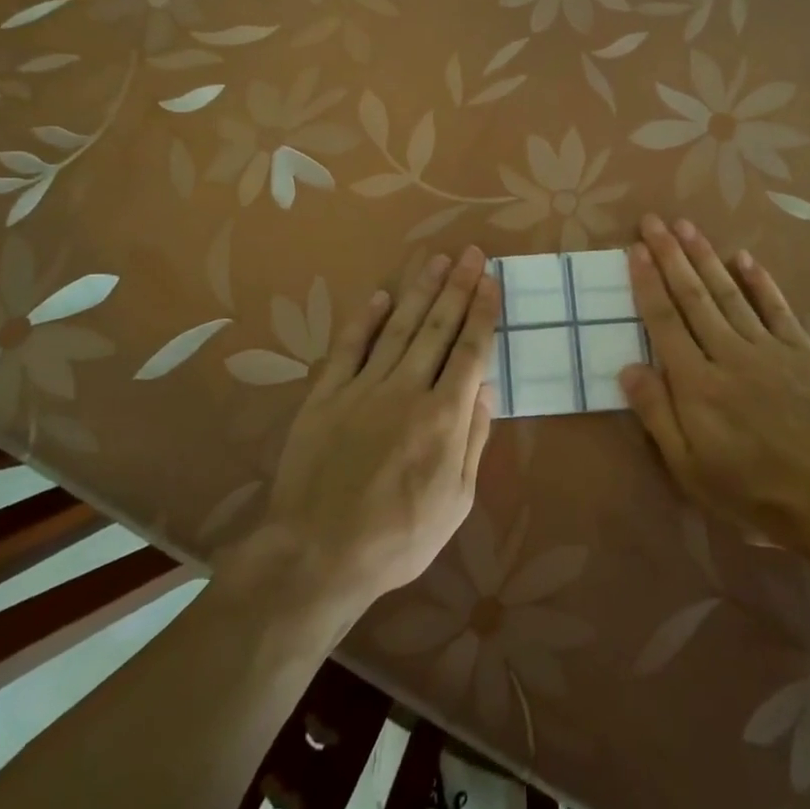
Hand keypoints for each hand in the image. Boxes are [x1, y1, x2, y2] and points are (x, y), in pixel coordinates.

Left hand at [260, 246, 498, 612]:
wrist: (318, 555)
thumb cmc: (398, 537)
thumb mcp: (455, 501)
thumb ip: (472, 441)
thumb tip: (486, 390)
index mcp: (443, 416)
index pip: (471, 350)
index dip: (483, 312)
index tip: (491, 281)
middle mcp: (407, 389)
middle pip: (438, 328)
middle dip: (458, 287)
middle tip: (471, 253)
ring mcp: (363, 387)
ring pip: (398, 328)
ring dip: (420, 292)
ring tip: (436, 261)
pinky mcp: (326, 395)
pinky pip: (348, 348)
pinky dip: (363, 320)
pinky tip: (379, 296)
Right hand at [620, 215, 809, 561]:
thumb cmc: (754, 491)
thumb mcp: (690, 469)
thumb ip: (657, 415)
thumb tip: (628, 368)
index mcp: (696, 383)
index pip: (664, 321)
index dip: (647, 283)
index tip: (635, 250)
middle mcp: (728, 353)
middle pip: (693, 296)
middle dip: (670, 255)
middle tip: (653, 221)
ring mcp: (768, 348)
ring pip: (729, 293)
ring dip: (705, 257)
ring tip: (686, 226)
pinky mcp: (802, 351)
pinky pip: (776, 307)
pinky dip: (759, 281)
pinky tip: (744, 258)